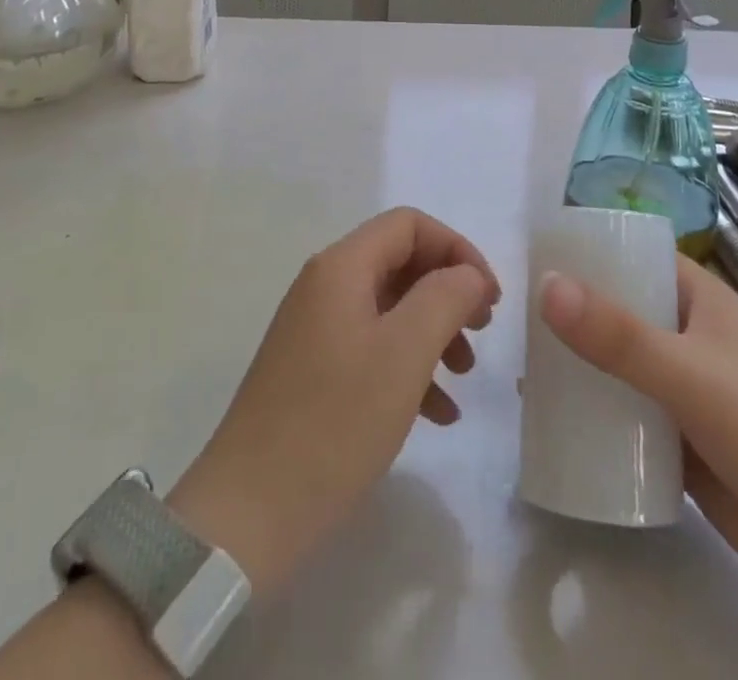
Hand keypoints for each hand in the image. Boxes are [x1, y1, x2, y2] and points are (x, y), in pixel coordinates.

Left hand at [168, 207, 500, 596]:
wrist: (247, 513)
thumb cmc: (335, 422)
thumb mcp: (404, 354)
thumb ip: (445, 297)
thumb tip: (467, 274)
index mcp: (341, 267)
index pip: (409, 225)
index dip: (456, 249)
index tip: (489, 297)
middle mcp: (325, 286)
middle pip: (400, 262)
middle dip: (448, 291)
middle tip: (483, 330)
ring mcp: (315, 329)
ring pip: (390, 308)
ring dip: (434, 331)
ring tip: (465, 375)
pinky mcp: (312, 371)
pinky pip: (372, 348)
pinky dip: (408, 367)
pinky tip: (438, 414)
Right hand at [539, 256, 737, 642]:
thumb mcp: (690, 375)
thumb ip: (617, 336)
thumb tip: (545, 285)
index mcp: (700, 301)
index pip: (636, 256)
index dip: (589, 251)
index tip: (532, 257)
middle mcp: (690, 338)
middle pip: (620, 312)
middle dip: (571, 315)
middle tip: (512, 322)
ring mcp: (688, 394)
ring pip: (620, 368)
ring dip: (579, 369)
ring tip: (522, 372)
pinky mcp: (684, 448)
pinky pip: (628, 420)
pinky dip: (595, 419)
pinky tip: (552, 426)